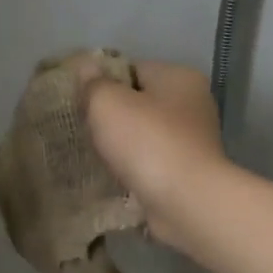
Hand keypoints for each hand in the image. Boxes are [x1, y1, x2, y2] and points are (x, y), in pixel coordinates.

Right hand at [80, 61, 228, 249]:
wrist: (186, 202)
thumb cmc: (148, 142)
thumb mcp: (107, 102)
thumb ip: (94, 83)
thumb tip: (87, 69)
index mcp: (179, 77)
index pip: (132, 69)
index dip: (102, 82)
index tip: (80, 102)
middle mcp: (193, 104)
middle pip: (139, 102)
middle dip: (111, 116)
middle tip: (83, 130)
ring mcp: (193, 141)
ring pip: (144, 135)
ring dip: (122, 146)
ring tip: (95, 156)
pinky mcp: (188, 173)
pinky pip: (152, 163)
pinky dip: (134, 169)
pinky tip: (114, 177)